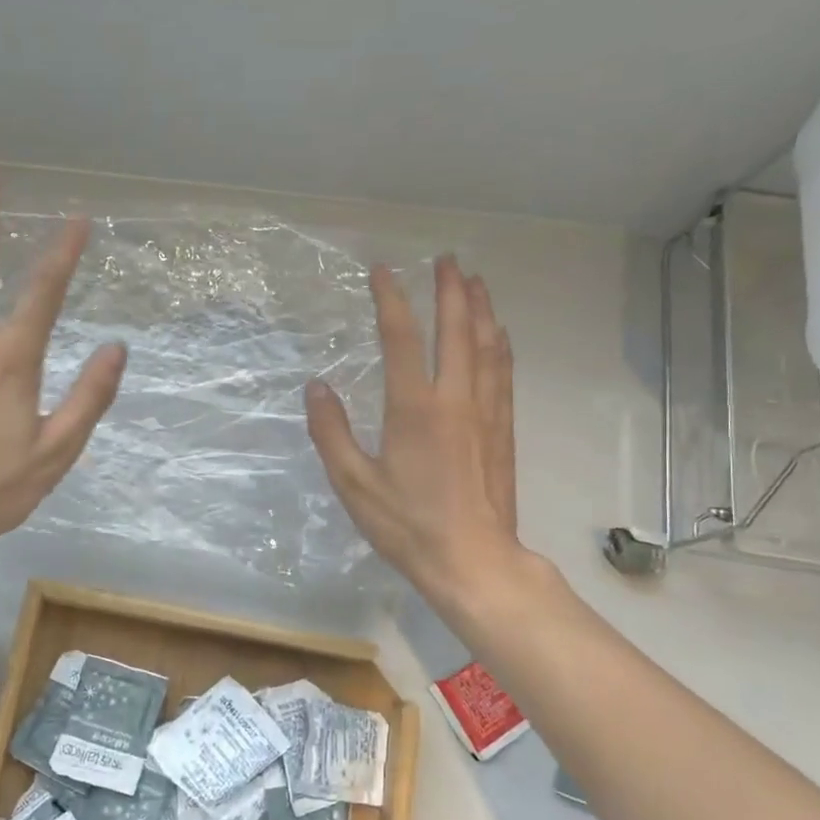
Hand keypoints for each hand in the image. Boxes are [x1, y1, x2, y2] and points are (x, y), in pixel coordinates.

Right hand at [305, 256, 526, 610]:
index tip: (382, 270)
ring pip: (487, 347)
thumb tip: (316, 387)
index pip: (401, 338)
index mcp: (414, 408)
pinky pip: (503, 374)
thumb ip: (331, 432)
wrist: (472, 560)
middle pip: (456, 331)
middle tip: (447, 259)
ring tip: (476, 282)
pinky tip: (499, 335)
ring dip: (480, 310)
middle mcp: (455, 399)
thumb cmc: (407, 524)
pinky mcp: (503, 431)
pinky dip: (500, 346)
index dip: (390, 299)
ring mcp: (485, 413)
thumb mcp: (353, 483)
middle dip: (451, 290)